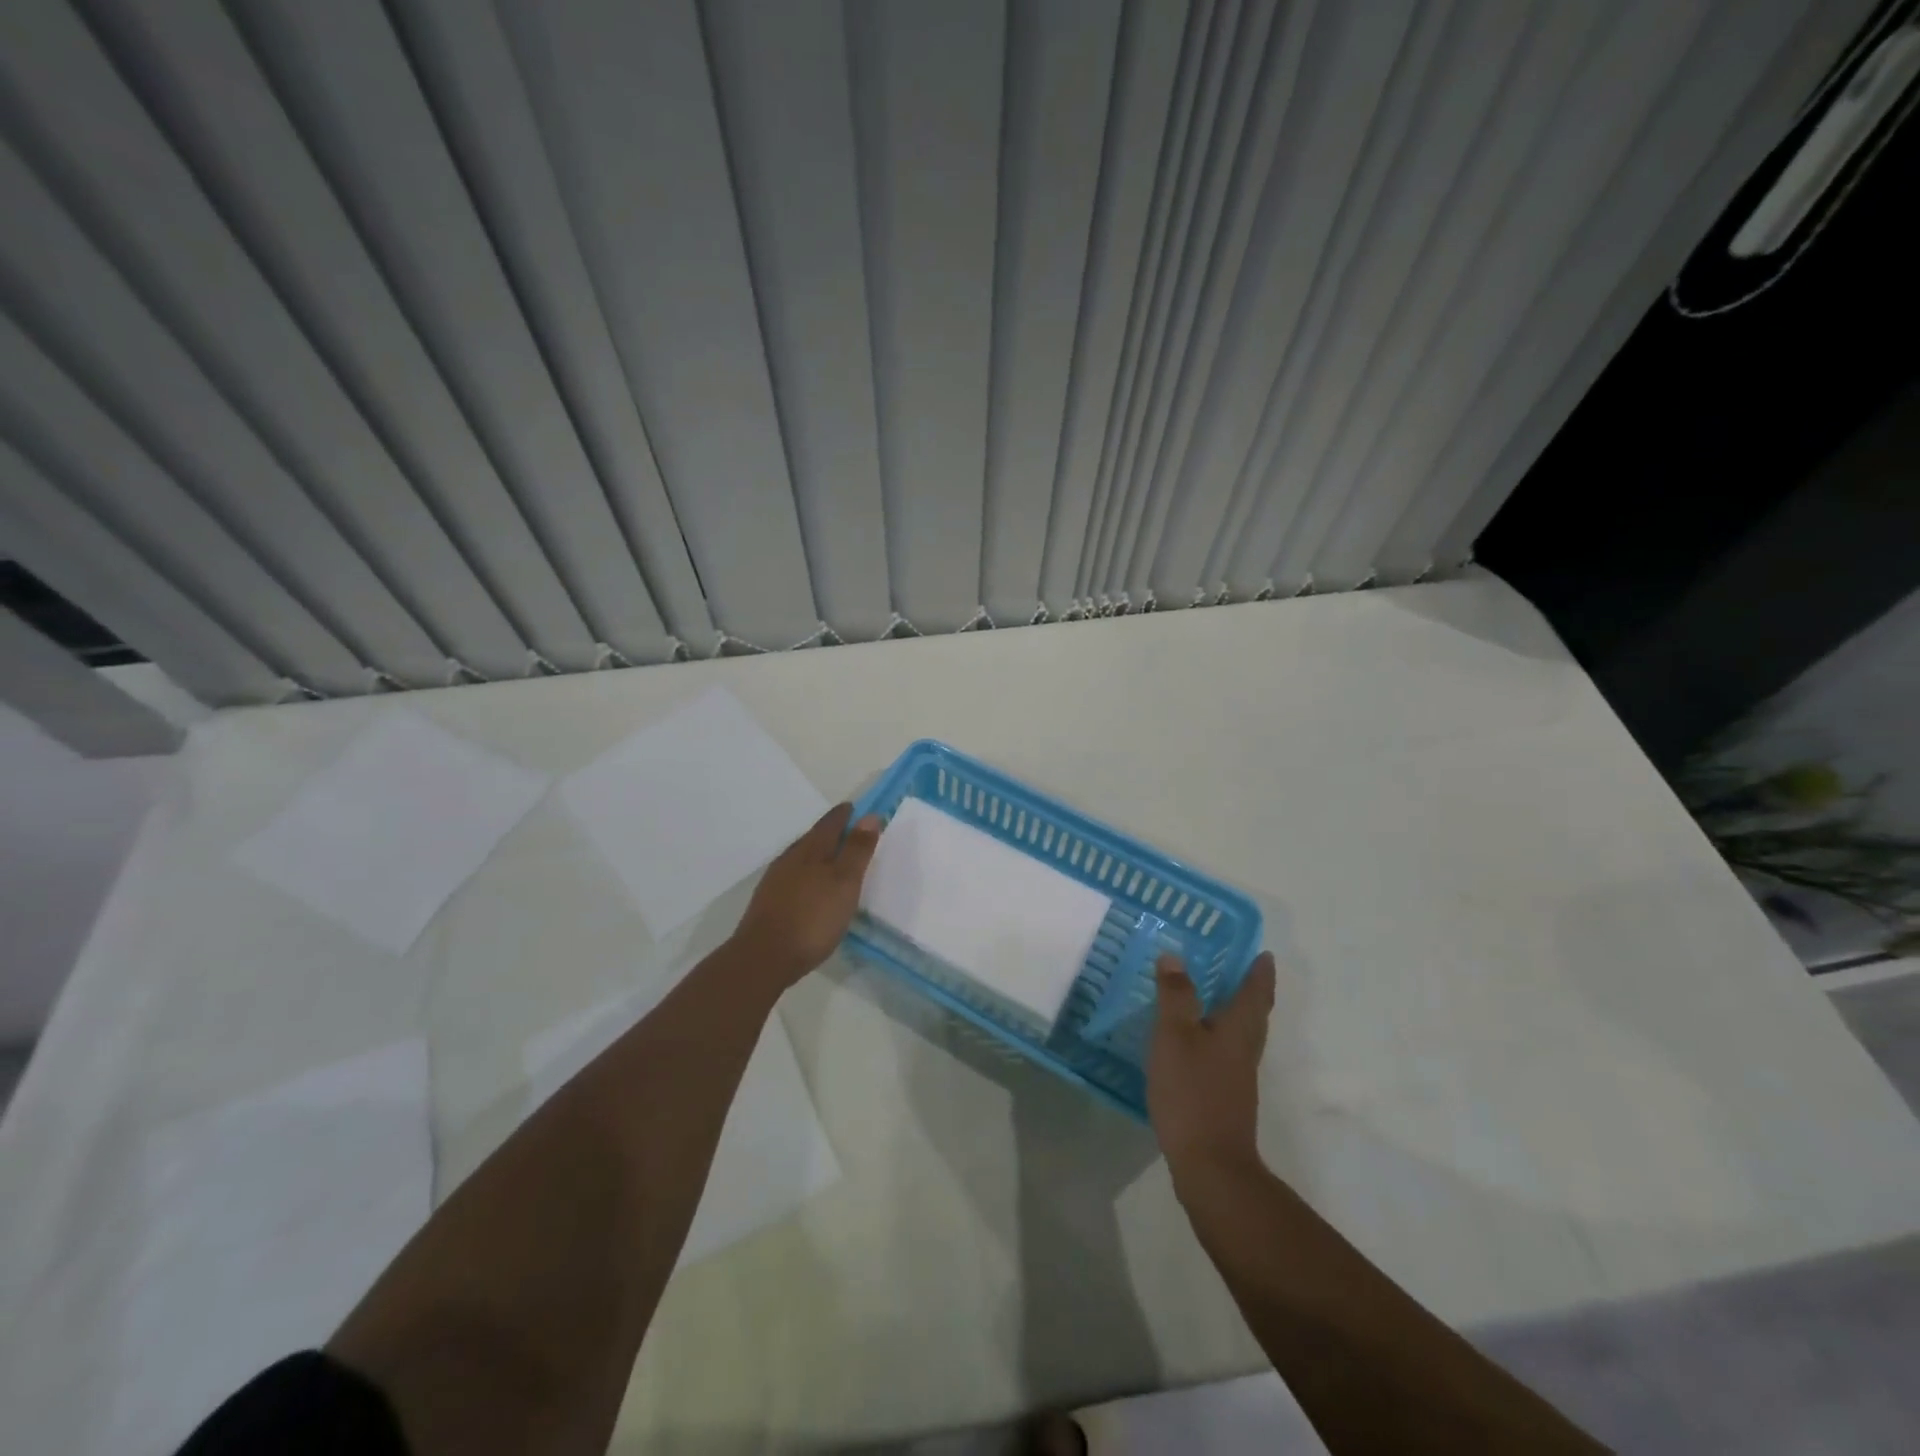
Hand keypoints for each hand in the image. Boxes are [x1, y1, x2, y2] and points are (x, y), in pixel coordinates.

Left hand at [732, 803, 881, 988]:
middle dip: (830, 833)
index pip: (830, 823)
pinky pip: (792, 878)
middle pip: (813, 839)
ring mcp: (775, 881)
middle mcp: (789, 859)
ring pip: (800, 859)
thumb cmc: (812, 917)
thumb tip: (869, 816)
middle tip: (847, 831)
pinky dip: (806, 875)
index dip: (844, 815)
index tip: (855, 807)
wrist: (763, 957)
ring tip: (832, 860)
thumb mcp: (844, 882)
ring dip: (817, 855)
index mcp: (810, 850)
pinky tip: (811, 889)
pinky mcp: (768, 903)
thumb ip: (857, 850)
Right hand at [1148, 950, 1275, 1177]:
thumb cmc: (1193, 1092)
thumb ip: (1175, 996)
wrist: (1211, 1166)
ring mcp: (1237, 1078)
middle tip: (1239, 969)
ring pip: (1240, 1036)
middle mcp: (1244, 1051)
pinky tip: (1194, 1044)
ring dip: (1233, 1014)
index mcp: (1238, 1030)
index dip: (1259, 973)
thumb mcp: (1175, 1036)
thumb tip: (1175, 957)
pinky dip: (1216, 1039)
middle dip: (1250, 992)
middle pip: (1254, 1015)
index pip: (1255, 993)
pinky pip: (1225, 1055)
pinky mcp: (1224, 1098)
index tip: (1264, 954)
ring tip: (1213, 999)